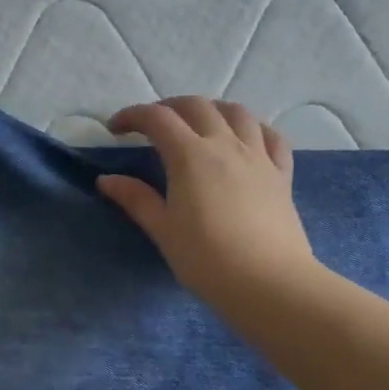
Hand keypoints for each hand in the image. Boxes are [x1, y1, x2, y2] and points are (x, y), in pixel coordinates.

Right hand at [97, 97, 314, 306]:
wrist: (269, 283)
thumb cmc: (207, 259)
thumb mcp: (163, 230)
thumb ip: (136, 199)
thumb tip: (106, 180)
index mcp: (191, 155)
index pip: (157, 118)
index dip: (132, 116)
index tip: (114, 129)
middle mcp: (225, 145)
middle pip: (196, 106)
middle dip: (168, 107)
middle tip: (151, 125)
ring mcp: (258, 156)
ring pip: (237, 113)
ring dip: (212, 109)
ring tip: (198, 123)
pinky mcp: (282, 174)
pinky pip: (272, 138)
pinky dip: (255, 128)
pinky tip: (247, 138)